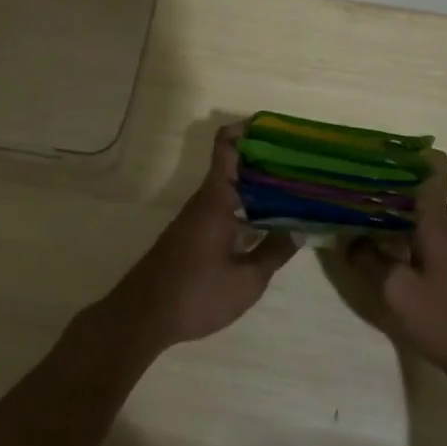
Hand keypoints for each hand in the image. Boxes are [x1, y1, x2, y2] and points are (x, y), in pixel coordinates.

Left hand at [108, 124, 298, 350]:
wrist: (142, 317)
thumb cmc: (196, 293)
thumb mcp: (246, 280)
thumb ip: (273, 253)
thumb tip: (298, 229)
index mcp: (215, 199)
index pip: (226, 147)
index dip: (247, 130)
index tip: (276, 127)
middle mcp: (204, 202)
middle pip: (235, 168)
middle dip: (267, 163)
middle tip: (303, 167)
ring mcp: (196, 220)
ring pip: (231, 191)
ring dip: (259, 190)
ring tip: (296, 195)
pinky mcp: (193, 238)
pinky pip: (225, 211)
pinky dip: (247, 210)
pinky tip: (269, 227)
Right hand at [346, 151, 446, 377]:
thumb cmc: (444, 319)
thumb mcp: (396, 289)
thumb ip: (367, 259)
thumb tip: (346, 238)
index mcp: (433, 220)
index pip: (434, 166)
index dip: (407, 151)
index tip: (372, 149)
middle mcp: (436, 225)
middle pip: (413, 182)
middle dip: (379, 173)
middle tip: (340, 173)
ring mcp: (436, 245)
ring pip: (406, 207)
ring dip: (378, 200)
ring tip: (341, 198)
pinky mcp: (432, 264)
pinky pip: (405, 230)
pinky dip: (383, 225)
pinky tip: (359, 236)